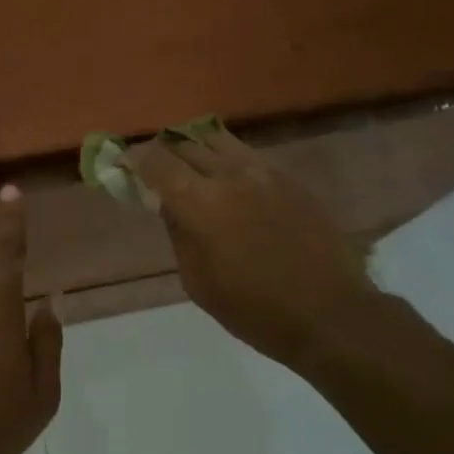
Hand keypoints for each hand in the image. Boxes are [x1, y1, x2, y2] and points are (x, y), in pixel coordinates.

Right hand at [126, 128, 376, 369]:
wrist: (330, 314)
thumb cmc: (254, 310)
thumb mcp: (198, 281)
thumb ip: (177, 232)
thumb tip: (166, 202)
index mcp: (201, 203)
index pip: (156, 160)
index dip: (134, 158)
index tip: (124, 164)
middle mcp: (230, 174)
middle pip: (185, 142)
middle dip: (162, 150)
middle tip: (154, 166)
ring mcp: (264, 171)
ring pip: (217, 139)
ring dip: (195, 147)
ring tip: (189, 165)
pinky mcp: (290, 178)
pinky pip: (247, 154)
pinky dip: (226, 158)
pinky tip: (228, 180)